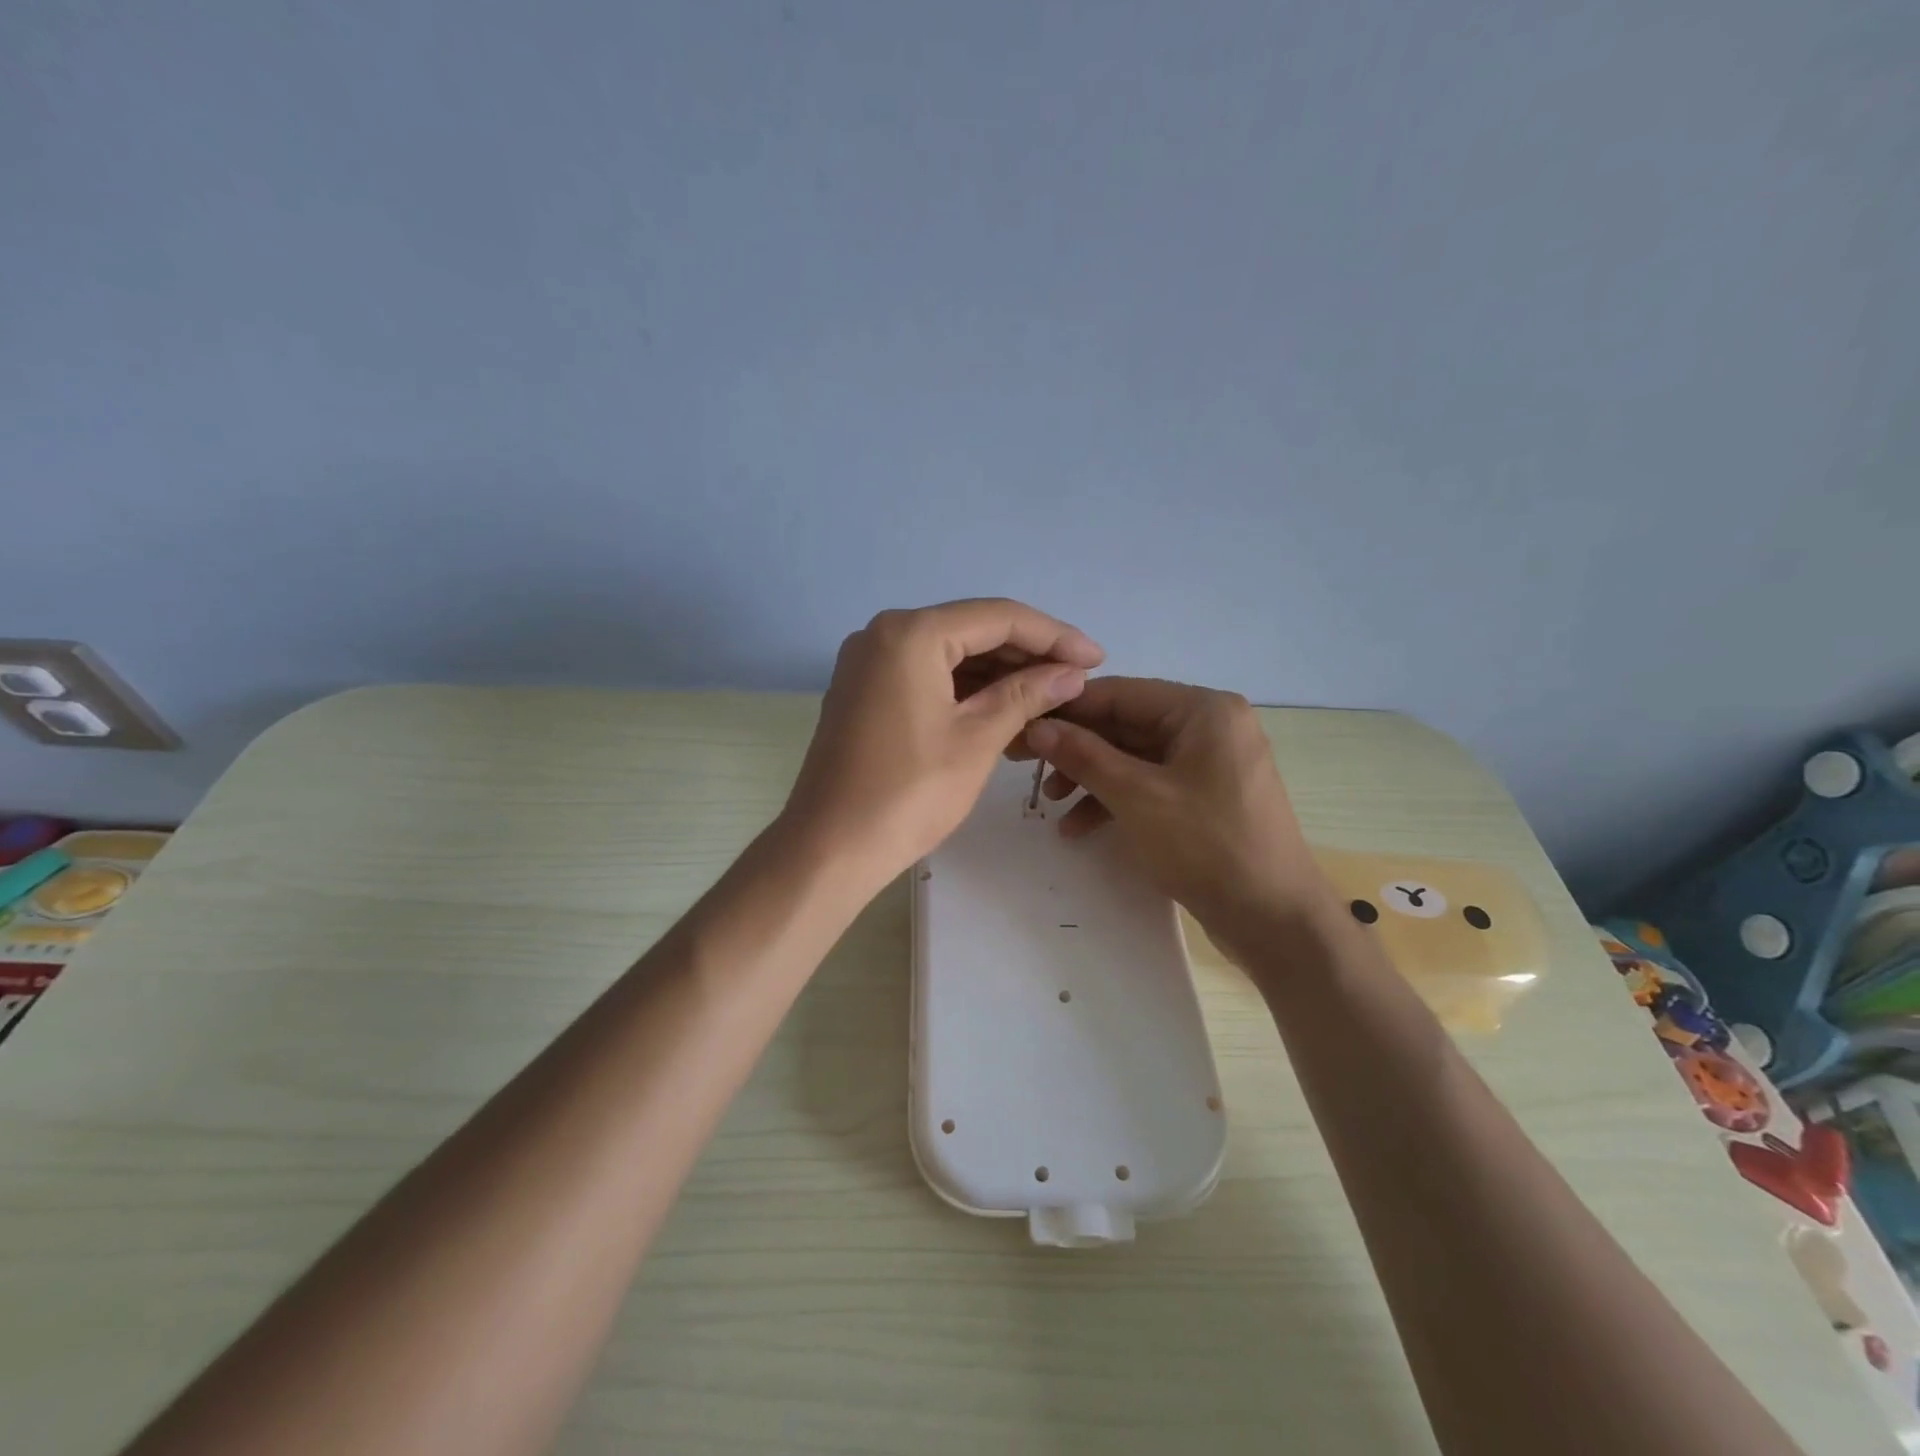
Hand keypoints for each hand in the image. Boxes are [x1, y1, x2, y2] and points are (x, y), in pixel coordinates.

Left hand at [780, 599, 1103, 886]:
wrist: (830, 847)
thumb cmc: (910, 793)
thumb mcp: (978, 739)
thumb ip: (1027, 695)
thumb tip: (1071, 674)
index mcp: (912, 633)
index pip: (999, 617)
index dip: (1054, 636)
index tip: (1096, 658)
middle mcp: (884, 633)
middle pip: (972, 631)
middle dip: (1027, 655)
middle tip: (1075, 681)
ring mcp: (868, 662)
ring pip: (949, 655)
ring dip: (998, 676)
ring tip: (1048, 701)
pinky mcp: (864, 691)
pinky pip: (926, 677)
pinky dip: (965, 692)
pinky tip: (1004, 712)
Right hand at [1019, 678, 1334, 954]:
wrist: (1275, 920)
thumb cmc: (1207, 846)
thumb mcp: (1136, 797)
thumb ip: (1084, 755)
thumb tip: (1037, 726)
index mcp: (1202, 710)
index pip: (1120, 693)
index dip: (1067, 710)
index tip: (1022, 726)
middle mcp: (1209, 726)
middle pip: (1125, 725)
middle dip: (1076, 749)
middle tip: (1026, 767)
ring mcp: (1210, 763)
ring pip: (1134, 757)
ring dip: (1091, 778)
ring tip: (1051, 804)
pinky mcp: (1205, 797)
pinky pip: (1151, 784)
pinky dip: (1116, 800)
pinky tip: (1079, 828)